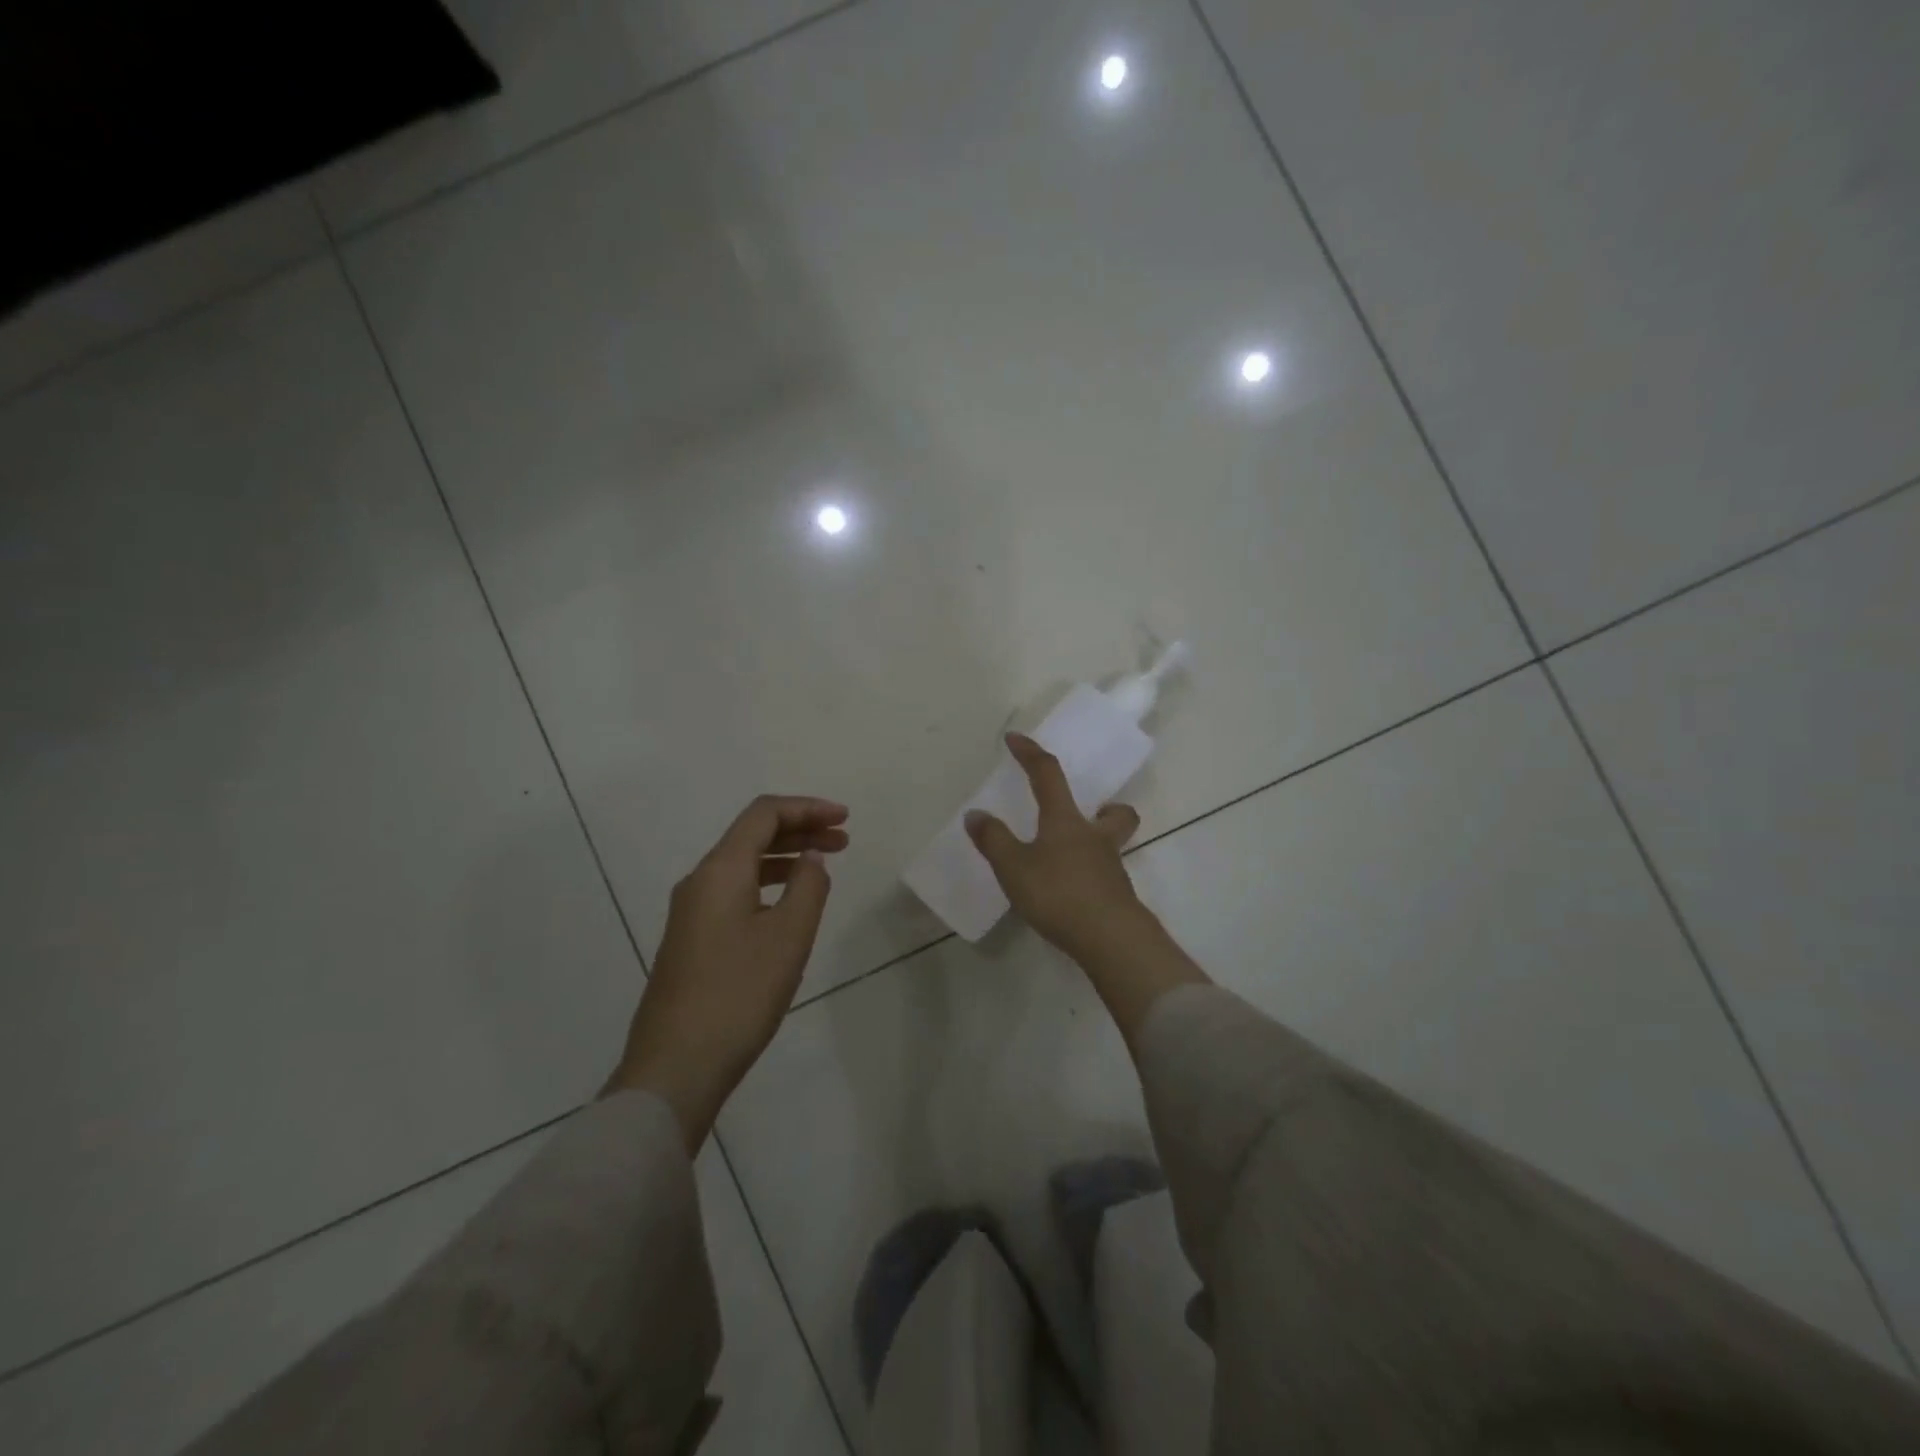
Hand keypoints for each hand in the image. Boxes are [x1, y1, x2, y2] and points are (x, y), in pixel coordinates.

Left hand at [606, 795, 848, 1149]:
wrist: (676, 1066)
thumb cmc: (739, 994)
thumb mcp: (789, 936)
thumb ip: (808, 886)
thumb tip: (810, 858)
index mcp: (720, 870)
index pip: (764, 814)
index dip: (807, 808)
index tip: (845, 818)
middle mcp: (700, 882)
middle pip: (752, 835)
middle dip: (800, 830)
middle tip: (843, 840)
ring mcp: (690, 913)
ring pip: (743, 865)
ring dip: (785, 857)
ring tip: (823, 867)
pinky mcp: (691, 940)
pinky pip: (734, 892)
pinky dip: (768, 884)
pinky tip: (789, 905)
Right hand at [965, 733, 1148, 959]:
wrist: (1110, 938)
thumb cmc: (1059, 893)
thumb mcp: (1014, 867)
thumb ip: (994, 840)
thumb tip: (976, 814)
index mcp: (1065, 821)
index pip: (1048, 775)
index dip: (1031, 754)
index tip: (1016, 739)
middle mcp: (1094, 837)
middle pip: (1115, 812)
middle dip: (1105, 807)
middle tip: (1089, 813)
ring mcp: (1111, 868)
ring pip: (1113, 844)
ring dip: (1097, 842)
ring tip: (1070, 859)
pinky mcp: (1117, 897)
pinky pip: (1106, 876)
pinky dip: (1090, 877)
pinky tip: (1071, 894)